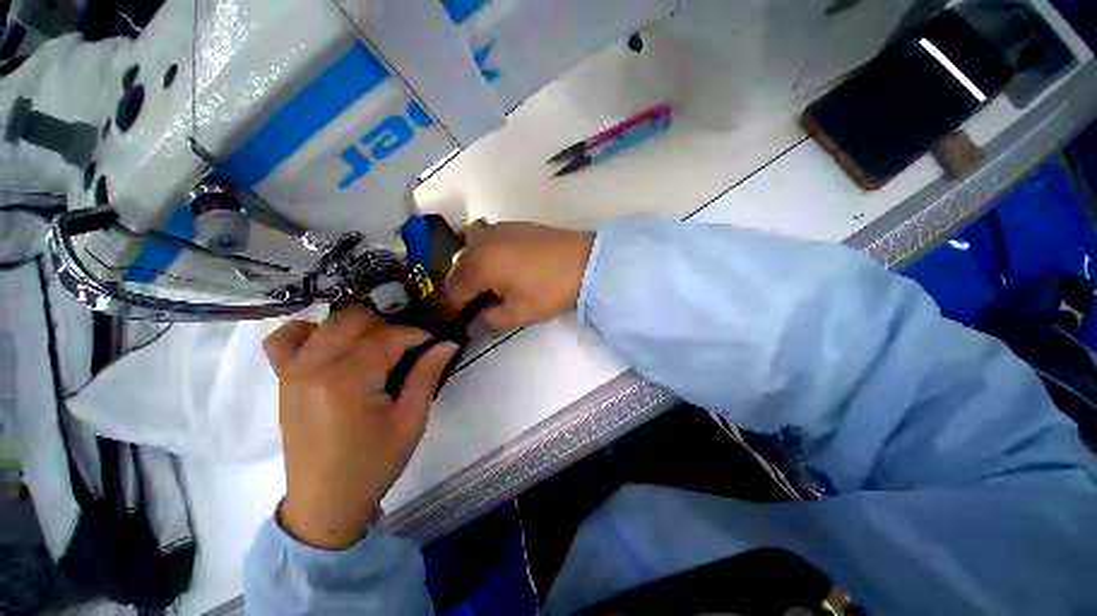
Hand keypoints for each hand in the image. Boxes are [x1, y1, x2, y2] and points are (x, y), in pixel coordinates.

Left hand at [263, 307, 456, 549]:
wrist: (326, 501)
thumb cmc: (374, 463)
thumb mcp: (411, 420)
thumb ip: (427, 374)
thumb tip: (448, 342)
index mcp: (347, 381)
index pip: (387, 336)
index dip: (416, 334)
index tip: (433, 341)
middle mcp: (314, 367)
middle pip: (354, 320)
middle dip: (388, 325)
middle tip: (408, 346)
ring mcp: (292, 371)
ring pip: (326, 322)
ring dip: (357, 325)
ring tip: (376, 345)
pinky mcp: (283, 379)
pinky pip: (285, 339)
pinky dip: (310, 332)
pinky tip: (332, 345)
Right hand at [446, 222, 593, 328]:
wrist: (584, 262)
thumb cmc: (549, 290)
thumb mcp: (518, 313)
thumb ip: (489, 319)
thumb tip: (473, 322)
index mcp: (478, 265)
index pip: (454, 290)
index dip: (457, 308)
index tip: (467, 319)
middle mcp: (480, 242)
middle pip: (458, 267)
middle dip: (463, 287)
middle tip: (479, 303)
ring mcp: (497, 229)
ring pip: (470, 250)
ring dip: (471, 267)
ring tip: (489, 282)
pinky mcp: (513, 225)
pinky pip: (486, 238)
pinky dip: (485, 252)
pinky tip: (503, 263)